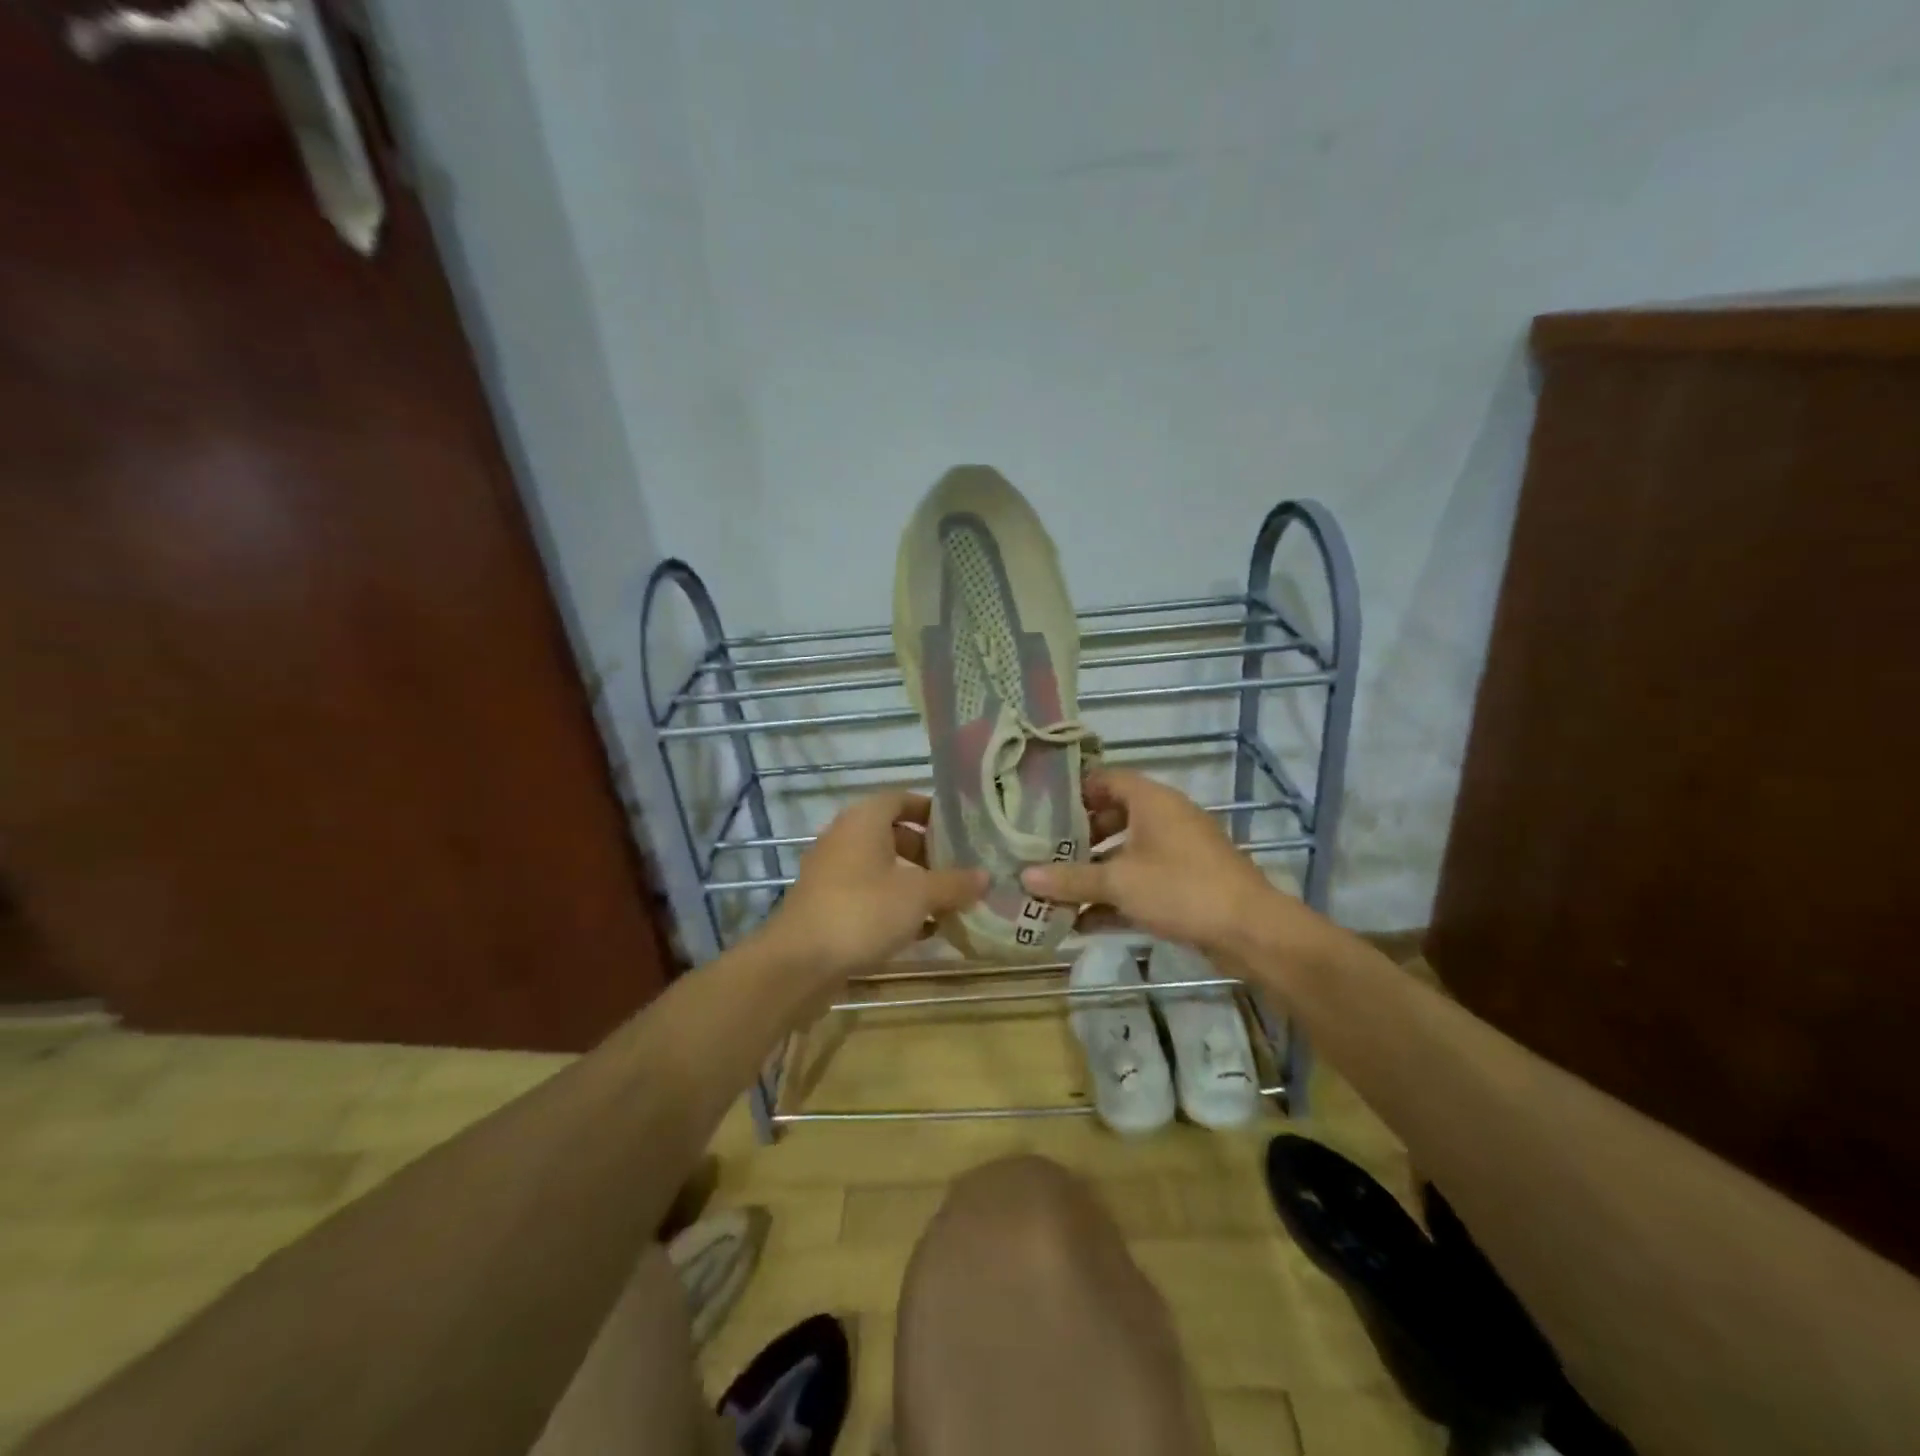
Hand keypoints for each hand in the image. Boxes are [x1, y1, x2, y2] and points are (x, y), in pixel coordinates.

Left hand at [767, 789, 986, 980]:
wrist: (799, 963)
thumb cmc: (863, 911)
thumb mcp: (919, 895)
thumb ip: (954, 883)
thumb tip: (985, 876)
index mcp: (864, 821)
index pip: (900, 799)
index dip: (930, 810)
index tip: (958, 829)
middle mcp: (843, 838)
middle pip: (891, 835)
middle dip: (926, 852)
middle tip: (956, 870)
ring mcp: (830, 873)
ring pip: (880, 868)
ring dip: (912, 884)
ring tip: (945, 905)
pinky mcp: (825, 905)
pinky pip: (866, 895)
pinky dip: (892, 906)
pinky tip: (918, 932)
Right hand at [1022, 769, 1336, 965]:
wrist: (1250, 930)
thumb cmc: (1180, 888)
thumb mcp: (1118, 882)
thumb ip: (1071, 879)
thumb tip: (1024, 877)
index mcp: (1151, 801)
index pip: (1105, 779)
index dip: (1073, 791)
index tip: (1040, 808)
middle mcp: (1165, 818)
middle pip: (1113, 817)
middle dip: (1078, 838)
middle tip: (1043, 852)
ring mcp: (1179, 851)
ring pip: (1126, 853)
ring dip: (1094, 872)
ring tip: (1056, 889)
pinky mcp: (1187, 883)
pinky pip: (1142, 881)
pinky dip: (1116, 896)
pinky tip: (1083, 922)